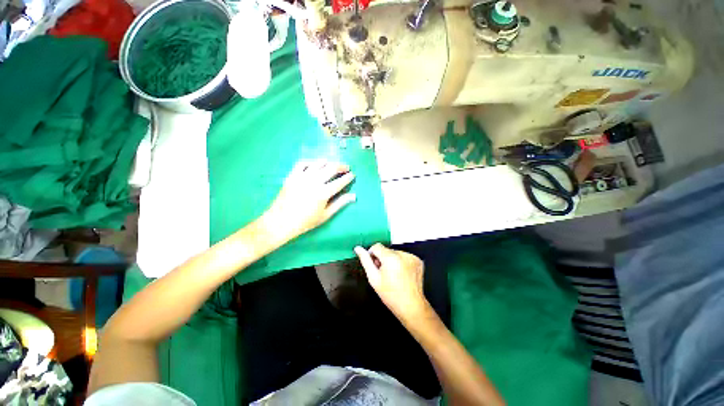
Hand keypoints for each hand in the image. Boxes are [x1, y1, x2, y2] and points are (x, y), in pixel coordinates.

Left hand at [263, 159, 355, 241]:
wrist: (281, 222)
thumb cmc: (305, 221)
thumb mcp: (325, 215)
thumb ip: (340, 203)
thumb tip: (354, 196)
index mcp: (323, 193)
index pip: (340, 182)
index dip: (348, 177)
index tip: (353, 175)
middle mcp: (314, 181)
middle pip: (331, 168)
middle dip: (341, 166)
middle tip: (346, 167)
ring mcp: (302, 177)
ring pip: (318, 163)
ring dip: (328, 162)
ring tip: (333, 164)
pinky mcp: (292, 176)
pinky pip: (302, 163)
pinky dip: (311, 162)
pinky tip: (315, 165)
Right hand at [355, 244, 429, 321]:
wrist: (411, 306)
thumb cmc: (390, 294)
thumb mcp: (373, 278)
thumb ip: (365, 260)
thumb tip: (358, 248)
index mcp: (391, 258)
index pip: (377, 246)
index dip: (373, 255)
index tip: (375, 266)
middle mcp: (403, 254)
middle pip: (386, 250)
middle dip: (383, 258)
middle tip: (384, 273)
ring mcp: (412, 257)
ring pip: (395, 253)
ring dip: (392, 260)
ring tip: (394, 275)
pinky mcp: (418, 260)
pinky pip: (405, 256)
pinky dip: (401, 262)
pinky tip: (402, 274)